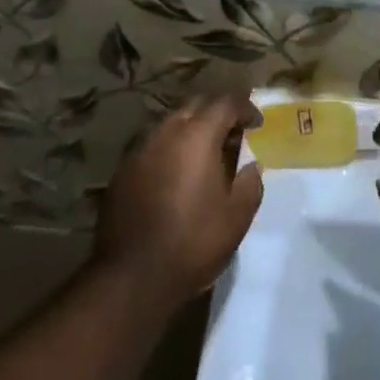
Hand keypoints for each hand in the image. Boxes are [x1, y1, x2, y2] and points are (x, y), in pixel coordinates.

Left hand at [94, 94, 264, 305]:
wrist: (131, 276)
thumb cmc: (193, 242)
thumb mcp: (237, 217)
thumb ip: (250, 184)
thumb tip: (251, 166)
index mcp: (197, 137)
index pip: (225, 103)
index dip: (245, 108)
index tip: (257, 124)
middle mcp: (165, 133)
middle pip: (195, 106)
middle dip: (216, 114)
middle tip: (232, 136)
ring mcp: (139, 151)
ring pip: (170, 125)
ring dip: (191, 132)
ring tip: (204, 157)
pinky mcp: (122, 172)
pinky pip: (152, 147)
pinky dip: (169, 151)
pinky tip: (176, 177)